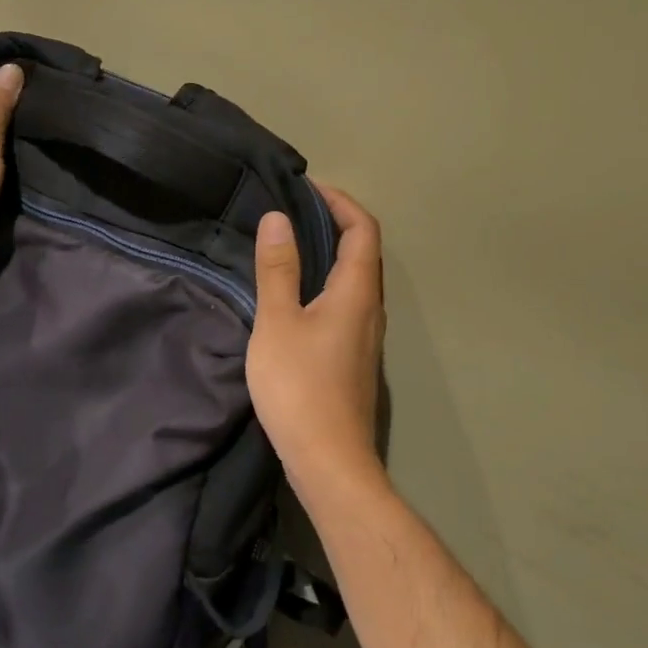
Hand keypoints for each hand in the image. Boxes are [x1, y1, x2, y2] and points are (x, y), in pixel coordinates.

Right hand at [247, 186, 387, 501]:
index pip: (362, 229)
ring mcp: (364, 335)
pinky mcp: (352, 357)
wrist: (328, 460)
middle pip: (362, 251)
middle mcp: (370, 308)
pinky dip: (322, 281)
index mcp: (357, 292)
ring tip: (286, 243)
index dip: (339, 201)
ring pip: (353, 279)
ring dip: (327, 253)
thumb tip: (279, 218)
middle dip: (331, 222)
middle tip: (289, 210)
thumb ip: (278, 268)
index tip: (305, 187)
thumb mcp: (277, 321)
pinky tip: (291, 293)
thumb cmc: (300, 386)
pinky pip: (343, 302)